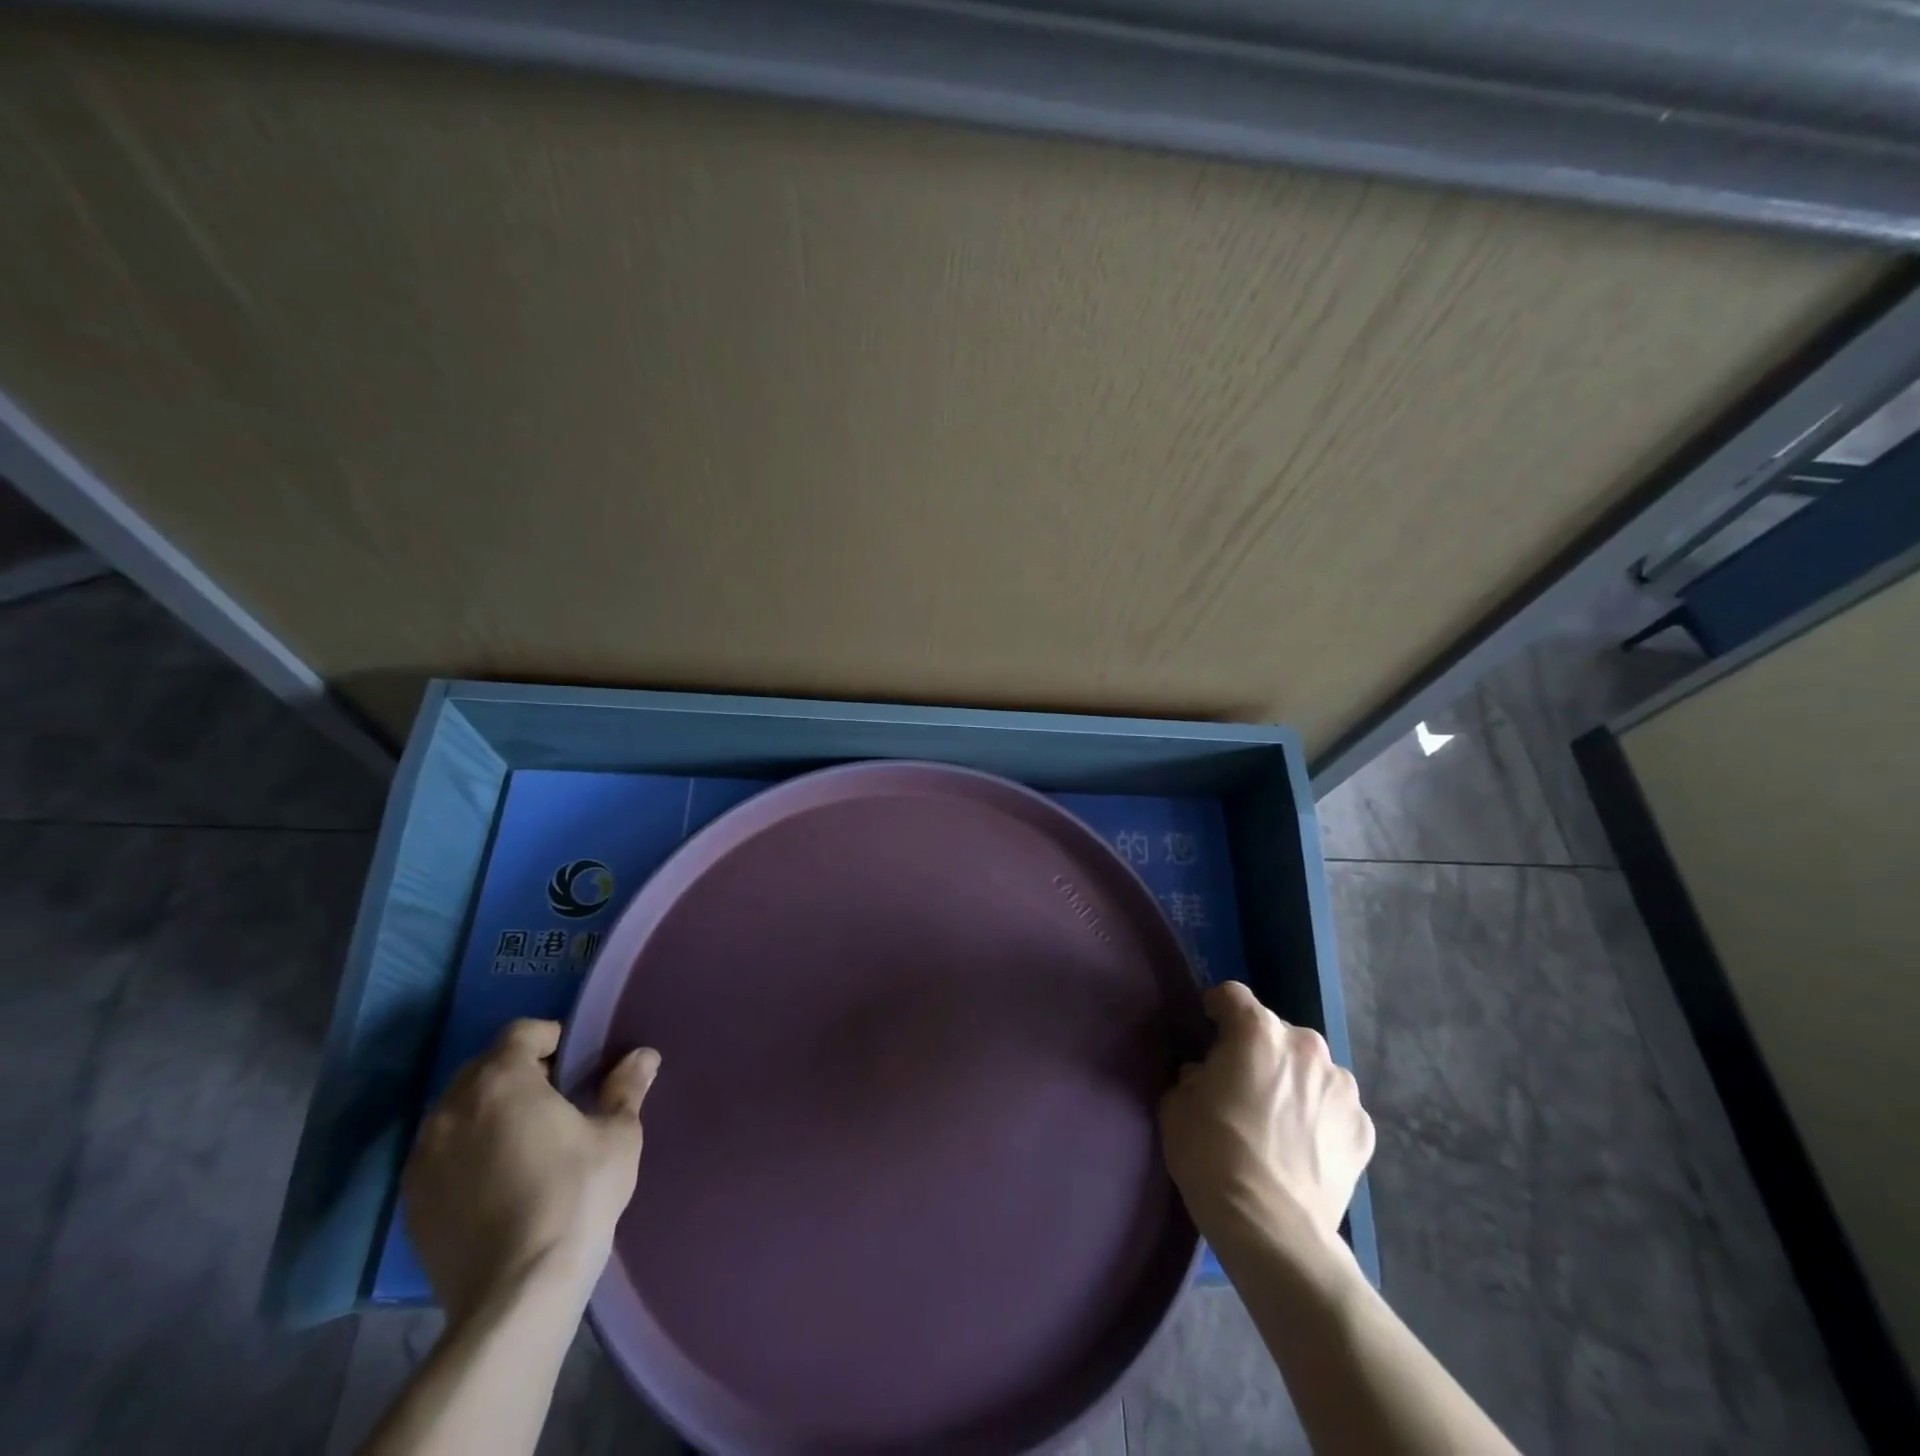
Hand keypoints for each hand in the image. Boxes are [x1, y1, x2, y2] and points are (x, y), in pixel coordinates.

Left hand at [403, 1018, 660, 1322]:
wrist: (516, 1294)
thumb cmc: (575, 1196)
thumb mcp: (617, 1136)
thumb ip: (626, 1088)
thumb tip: (644, 1056)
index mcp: (500, 1081)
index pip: (521, 1032)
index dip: (552, 1038)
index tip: (577, 1063)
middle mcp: (451, 1109)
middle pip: (484, 1068)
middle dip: (519, 1073)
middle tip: (557, 1099)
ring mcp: (423, 1158)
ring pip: (458, 1111)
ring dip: (489, 1111)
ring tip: (525, 1140)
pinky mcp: (412, 1202)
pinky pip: (442, 1154)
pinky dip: (467, 1151)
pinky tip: (499, 1180)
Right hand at [1160, 982, 1373, 1254]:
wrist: (1272, 1229)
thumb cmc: (1212, 1154)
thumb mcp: (1178, 1104)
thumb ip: (1195, 1075)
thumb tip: (1208, 1076)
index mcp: (1258, 1031)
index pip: (1233, 995)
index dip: (1217, 1008)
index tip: (1209, 1027)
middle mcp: (1307, 1046)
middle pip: (1276, 1032)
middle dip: (1259, 1049)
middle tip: (1241, 1085)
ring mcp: (1343, 1088)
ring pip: (1310, 1069)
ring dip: (1294, 1081)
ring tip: (1278, 1120)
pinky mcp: (1364, 1129)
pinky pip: (1334, 1108)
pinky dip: (1319, 1117)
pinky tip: (1303, 1147)